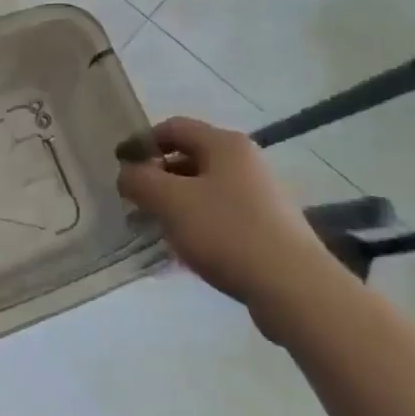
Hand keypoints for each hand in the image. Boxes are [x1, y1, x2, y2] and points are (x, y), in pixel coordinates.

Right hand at [117, 117, 338, 339]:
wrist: (294, 288)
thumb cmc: (227, 232)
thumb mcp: (170, 201)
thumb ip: (140, 181)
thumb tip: (127, 174)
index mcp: (224, 144)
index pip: (173, 127)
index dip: (142, 143)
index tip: (120, 166)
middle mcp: (245, 162)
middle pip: (189, 158)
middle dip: (157, 177)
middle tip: (133, 202)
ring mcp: (260, 196)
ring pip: (204, 190)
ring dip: (175, 204)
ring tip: (155, 230)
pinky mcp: (267, 228)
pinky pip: (221, 216)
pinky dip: (197, 225)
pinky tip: (185, 252)